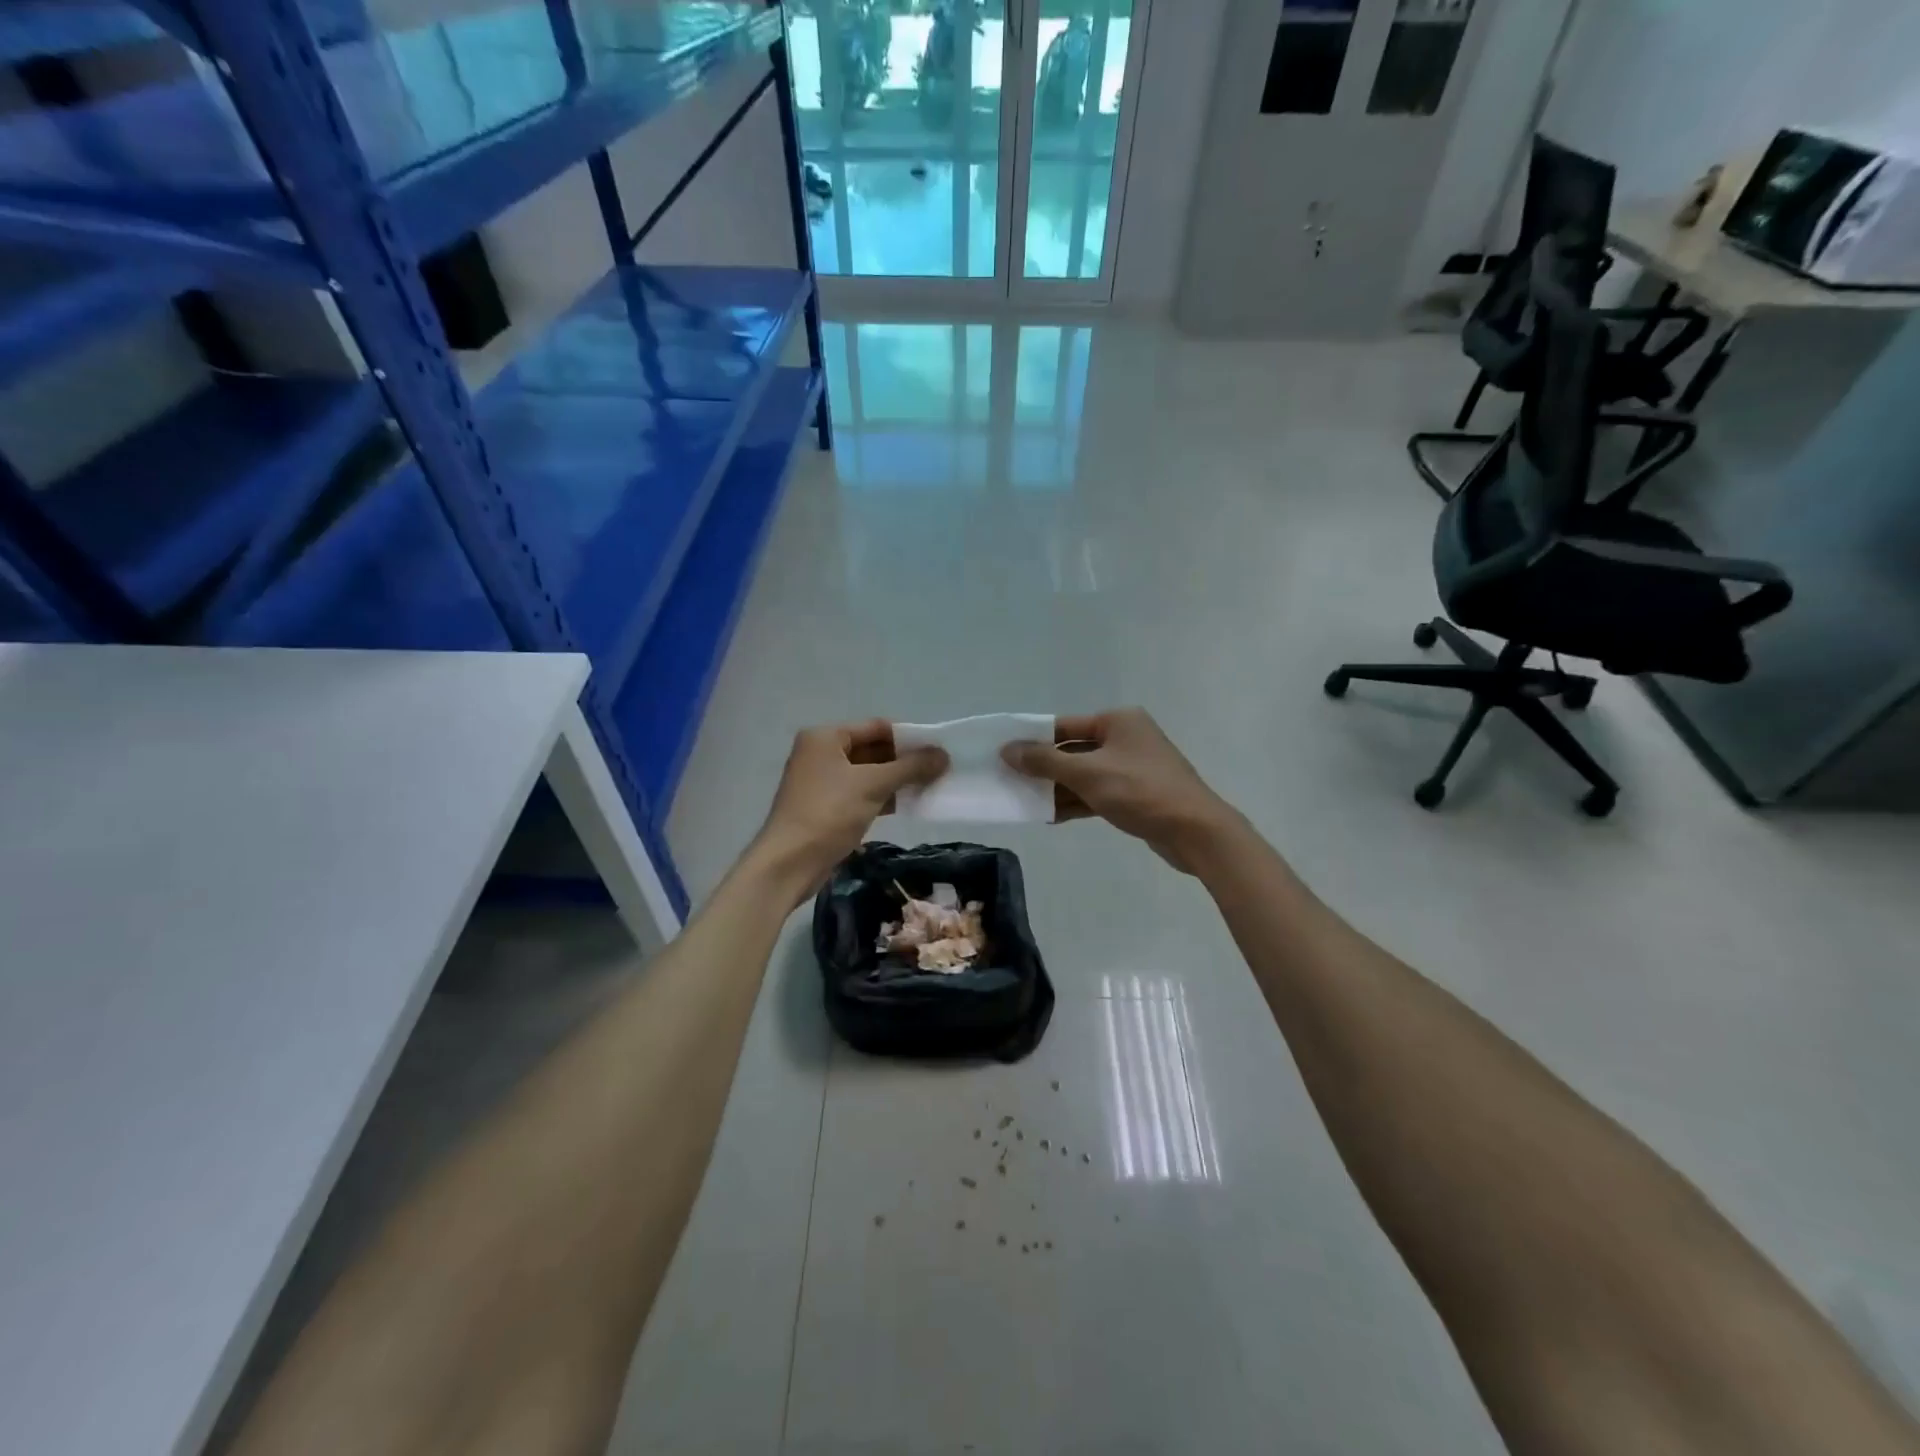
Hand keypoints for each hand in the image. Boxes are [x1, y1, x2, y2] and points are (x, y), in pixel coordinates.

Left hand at [752, 721, 947, 902]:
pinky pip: (860, 793)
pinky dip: (882, 797)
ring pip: (868, 773)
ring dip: (896, 780)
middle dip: (904, 761)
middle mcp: (820, 753)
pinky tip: (908, 805)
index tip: (938, 750)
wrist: (789, 864)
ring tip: (930, 787)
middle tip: (938, 770)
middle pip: (872, 749)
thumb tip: (944, 755)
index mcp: (825, 737)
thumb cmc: (829, 814)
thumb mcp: (873, 785)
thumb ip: (910, 767)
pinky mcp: (825, 806)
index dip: (908, 737)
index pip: (876, 727)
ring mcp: (821, 781)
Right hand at [1001, 709, 1239, 873]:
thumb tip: (1008, 749)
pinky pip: (1097, 792)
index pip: (1063, 726)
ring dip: (1057, 788)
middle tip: (1009, 781)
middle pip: (1072, 750)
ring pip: (1084, 774)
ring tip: (1024, 802)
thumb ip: (1045, 761)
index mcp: (1117, 721)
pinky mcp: (1136, 794)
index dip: (1032, 740)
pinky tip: (1050, 816)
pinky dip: (1076, 802)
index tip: (1004, 755)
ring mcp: (1132, 767)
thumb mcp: (1087, 773)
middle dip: (1043, 768)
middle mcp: (1126, 738)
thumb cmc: (1140, 791)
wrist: (1195, 831)